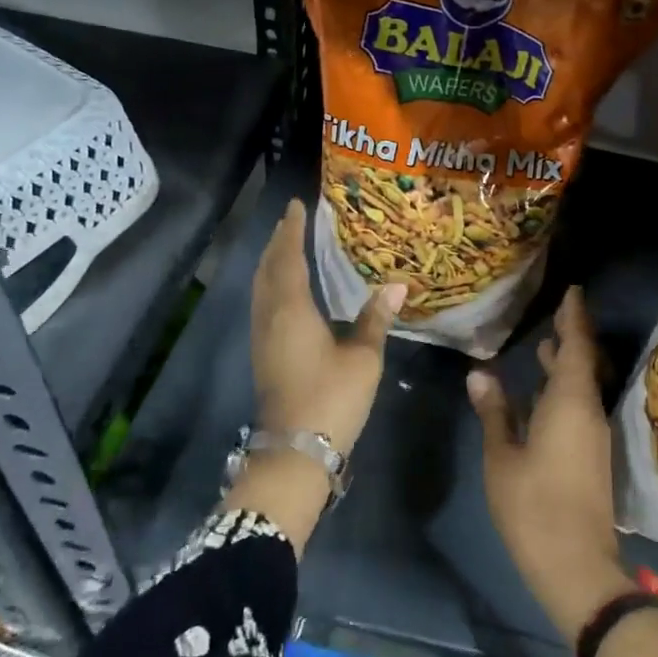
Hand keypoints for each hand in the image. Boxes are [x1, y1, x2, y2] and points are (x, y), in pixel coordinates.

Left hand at [251, 198, 404, 455]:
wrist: (296, 450)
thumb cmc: (332, 397)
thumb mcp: (363, 356)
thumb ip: (375, 318)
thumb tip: (396, 284)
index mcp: (291, 309)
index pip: (288, 258)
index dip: (292, 230)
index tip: (297, 205)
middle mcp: (269, 316)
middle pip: (267, 269)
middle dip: (278, 242)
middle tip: (291, 220)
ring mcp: (261, 337)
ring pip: (261, 287)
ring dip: (271, 262)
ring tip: (286, 246)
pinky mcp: (262, 354)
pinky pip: (262, 303)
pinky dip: (271, 284)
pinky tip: (285, 289)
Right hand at [468, 288, 631, 641]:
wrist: (577, 566)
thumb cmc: (533, 506)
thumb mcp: (502, 456)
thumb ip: (494, 411)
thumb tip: (480, 373)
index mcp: (569, 402)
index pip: (577, 345)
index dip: (574, 316)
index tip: (572, 291)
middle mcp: (588, 411)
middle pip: (584, 363)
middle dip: (571, 336)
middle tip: (555, 313)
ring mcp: (593, 435)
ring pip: (582, 386)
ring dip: (566, 364)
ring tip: (545, 345)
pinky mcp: (591, 455)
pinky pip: (579, 406)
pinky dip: (564, 389)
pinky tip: (542, 394)